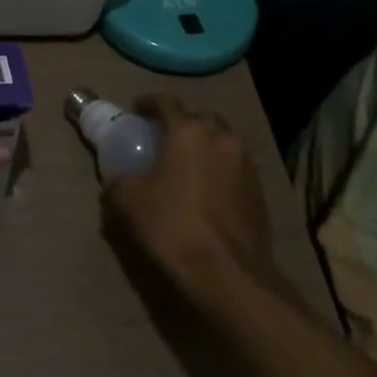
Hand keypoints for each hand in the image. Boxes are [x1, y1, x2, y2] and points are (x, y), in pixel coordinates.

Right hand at [102, 93, 278, 302]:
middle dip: (182, 125)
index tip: (136, 111)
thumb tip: (116, 180)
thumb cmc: (173, 227)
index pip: (167, 101)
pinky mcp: (260, 193)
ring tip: (186, 169)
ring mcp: (247, 166)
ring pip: (222, 144)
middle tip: (163, 141)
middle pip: (201, 119)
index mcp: (189, 133)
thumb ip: (118, 183)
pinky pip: (235, 170)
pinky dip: (219, 172)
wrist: (229, 275)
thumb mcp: (128, 203)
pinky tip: (206, 195)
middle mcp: (222, 140)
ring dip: (204, 149)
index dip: (149, 102)